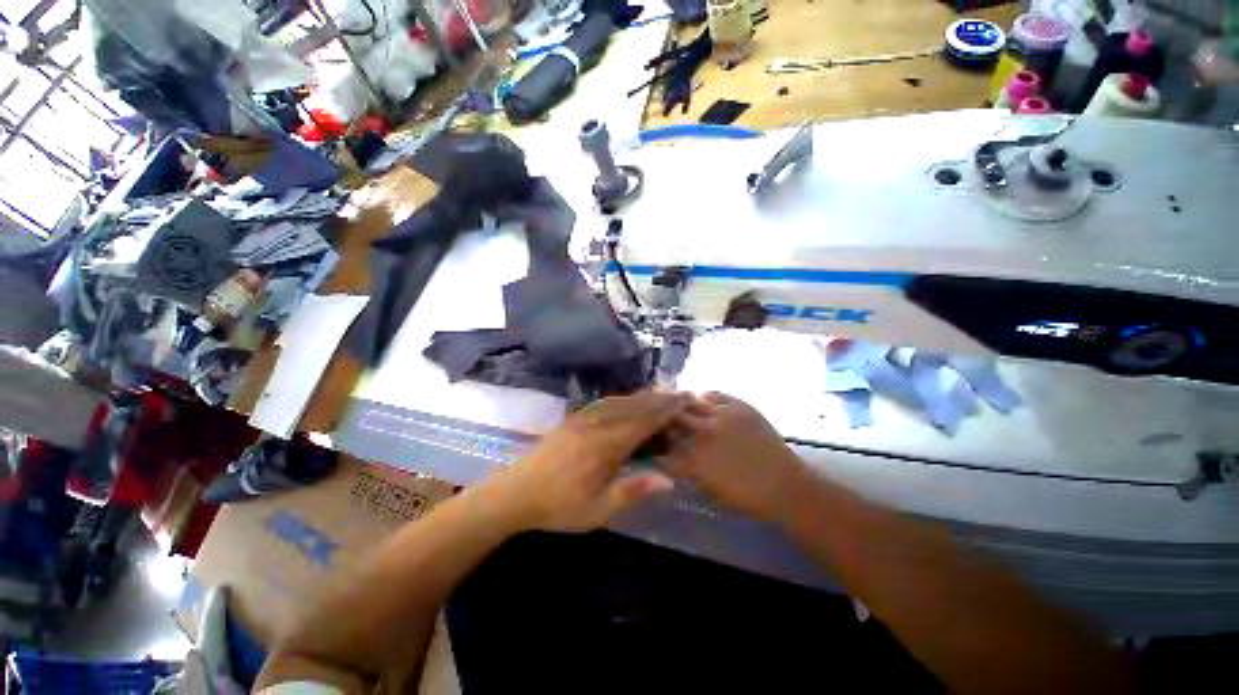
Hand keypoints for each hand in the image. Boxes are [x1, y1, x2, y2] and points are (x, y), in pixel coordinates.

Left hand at [486, 391, 687, 532]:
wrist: (516, 492)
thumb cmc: (559, 505)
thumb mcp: (598, 509)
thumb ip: (633, 490)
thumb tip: (669, 480)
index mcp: (608, 445)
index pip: (645, 420)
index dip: (668, 408)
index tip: (686, 399)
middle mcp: (599, 424)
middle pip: (635, 405)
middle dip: (660, 399)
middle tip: (681, 394)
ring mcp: (584, 418)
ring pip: (621, 400)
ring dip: (643, 396)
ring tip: (660, 396)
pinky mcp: (574, 418)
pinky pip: (605, 402)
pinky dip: (623, 399)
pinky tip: (627, 401)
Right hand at [661, 392, 805, 520]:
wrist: (784, 484)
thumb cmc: (746, 495)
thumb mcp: (709, 489)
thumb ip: (686, 470)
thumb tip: (670, 457)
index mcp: (694, 459)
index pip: (664, 446)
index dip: (656, 443)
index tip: (653, 441)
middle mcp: (703, 433)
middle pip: (672, 419)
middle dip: (665, 420)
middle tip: (664, 420)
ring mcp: (721, 416)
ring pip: (690, 403)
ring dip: (681, 405)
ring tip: (677, 404)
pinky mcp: (738, 405)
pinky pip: (714, 394)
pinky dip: (705, 396)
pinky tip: (702, 399)